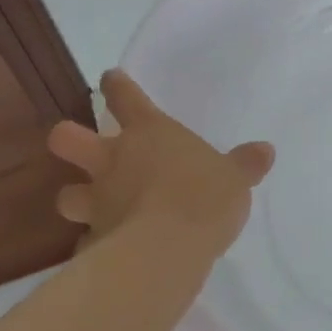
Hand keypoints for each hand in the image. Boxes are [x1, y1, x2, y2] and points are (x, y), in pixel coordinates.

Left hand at [47, 70, 274, 263]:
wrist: (168, 248)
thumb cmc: (204, 197)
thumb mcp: (235, 178)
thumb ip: (245, 164)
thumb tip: (265, 150)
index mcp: (148, 132)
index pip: (124, 96)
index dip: (116, 85)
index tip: (111, 80)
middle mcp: (113, 160)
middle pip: (67, 138)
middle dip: (67, 138)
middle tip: (78, 145)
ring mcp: (97, 201)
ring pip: (65, 195)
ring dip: (76, 198)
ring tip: (91, 207)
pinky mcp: (95, 239)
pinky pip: (88, 239)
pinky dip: (96, 242)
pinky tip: (108, 250)